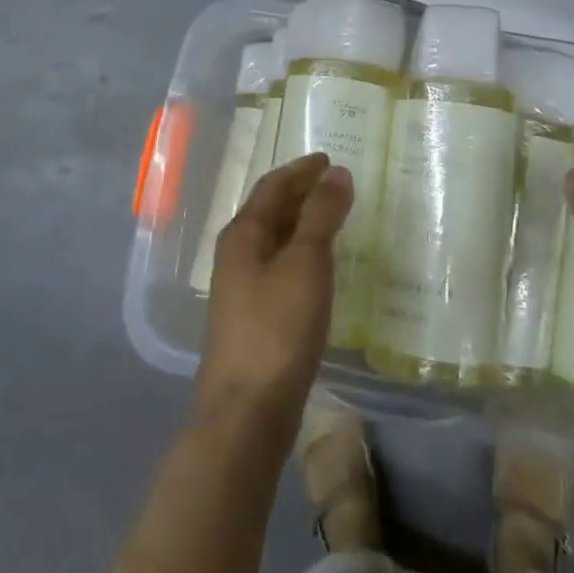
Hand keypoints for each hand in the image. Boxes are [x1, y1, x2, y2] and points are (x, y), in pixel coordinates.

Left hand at [195, 153, 351, 436]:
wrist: (246, 413)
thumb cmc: (277, 328)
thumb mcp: (306, 263)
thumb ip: (322, 215)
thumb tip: (336, 173)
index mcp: (243, 234)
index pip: (273, 186)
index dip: (301, 170)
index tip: (328, 159)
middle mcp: (237, 255)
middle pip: (270, 211)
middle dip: (301, 193)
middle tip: (336, 183)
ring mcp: (242, 289)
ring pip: (275, 241)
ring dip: (302, 224)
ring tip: (334, 217)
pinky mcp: (254, 318)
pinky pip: (280, 268)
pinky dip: (302, 254)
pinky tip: (320, 267)